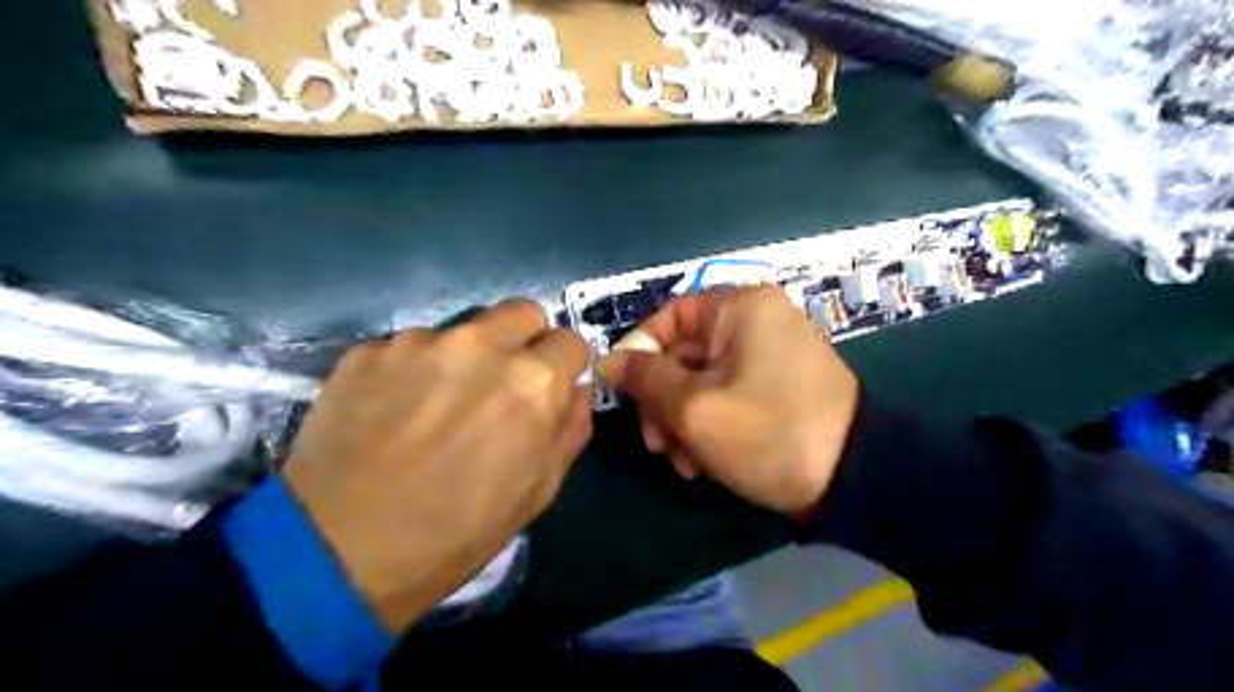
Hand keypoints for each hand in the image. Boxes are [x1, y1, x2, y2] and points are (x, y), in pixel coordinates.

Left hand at [283, 299, 589, 634]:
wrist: (339, 551)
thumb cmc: (457, 531)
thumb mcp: (538, 491)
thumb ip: (570, 429)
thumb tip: (575, 390)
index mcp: (531, 381)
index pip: (570, 341)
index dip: (565, 366)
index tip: (550, 388)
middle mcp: (480, 345)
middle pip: (523, 311)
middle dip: (525, 340)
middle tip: (504, 382)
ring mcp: (419, 342)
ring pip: (464, 328)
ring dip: (465, 356)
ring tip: (438, 403)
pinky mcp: (368, 350)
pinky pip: (409, 346)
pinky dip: (413, 369)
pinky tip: (393, 410)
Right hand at [597, 283, 861, 516]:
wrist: (855, 478)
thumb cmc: (769, 433)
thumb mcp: (696, 408)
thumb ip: (646, 380)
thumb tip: (608, 361)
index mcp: (739, 309)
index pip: (668, 317)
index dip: (638, 354)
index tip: (624, 394)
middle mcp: (755, 321)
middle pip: (683, 353)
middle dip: (663, 402)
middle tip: (656, 445)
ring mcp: (768, 353)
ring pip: (701, 379)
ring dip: (683, 421)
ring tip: (685, 465)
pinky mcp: (776, 384)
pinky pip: (727, 393)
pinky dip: (709, 424)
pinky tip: (705, 463)